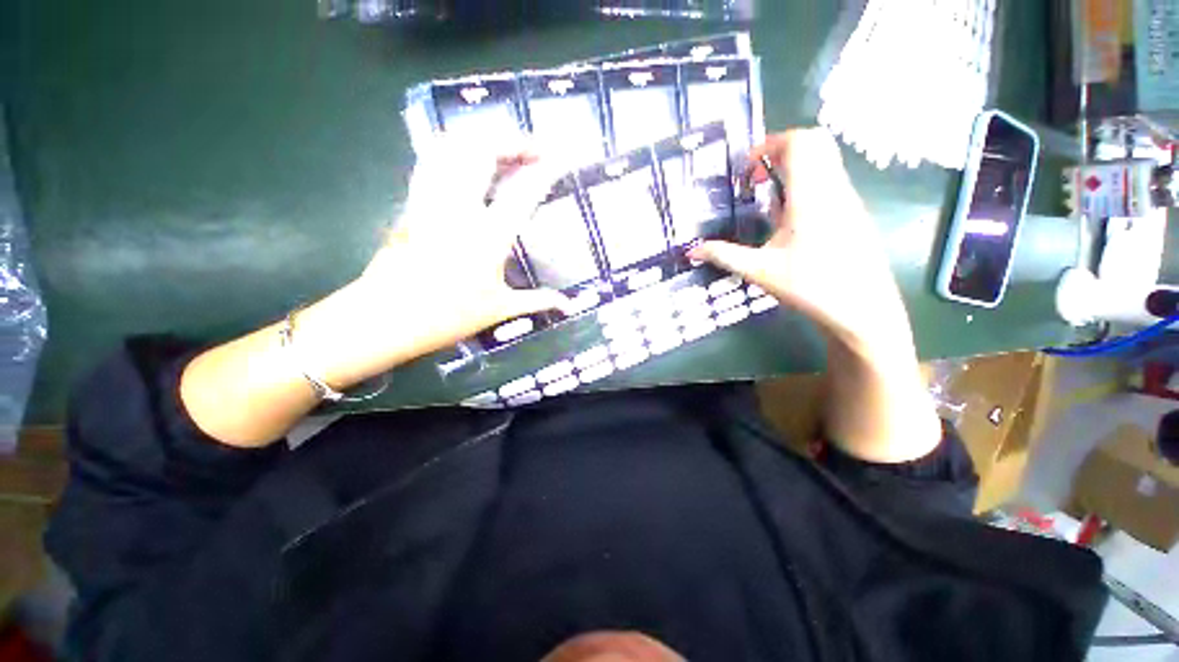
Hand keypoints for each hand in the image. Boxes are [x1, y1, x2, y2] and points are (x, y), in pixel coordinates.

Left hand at [293, 135, 568, 388]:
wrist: (387, 318)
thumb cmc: (448, 316)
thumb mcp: (500, 309)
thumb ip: (538, 301)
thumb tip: (568, 306)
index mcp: (489, 236)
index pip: (524, 191)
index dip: (547, 170)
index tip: (563, 158)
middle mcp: (460, 208)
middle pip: (484, 151)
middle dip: (513, 140)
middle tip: (534, 148)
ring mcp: (431, 200)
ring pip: (452, 147)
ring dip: (481, 138)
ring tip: (503, 145)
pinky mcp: (412, 202)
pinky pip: (431, 160)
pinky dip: (452, 149)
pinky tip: (464, 157)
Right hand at [689, 128, 913, 357]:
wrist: (863, 309)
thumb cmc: (810, 286)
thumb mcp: (760, 271)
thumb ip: (724, 256)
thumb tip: (692, 251)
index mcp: (811, 196)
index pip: (799, 142)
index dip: (770, 145)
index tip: (747, 171)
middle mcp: (834, 189)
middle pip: (815, 143)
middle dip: (780, 152)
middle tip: (756, 179)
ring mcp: (848, 200)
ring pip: (824, 162)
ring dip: (793, 171)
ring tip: (768, 204)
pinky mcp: (853, 213)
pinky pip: (830, 182)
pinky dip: (806, 186)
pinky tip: (790, 223)